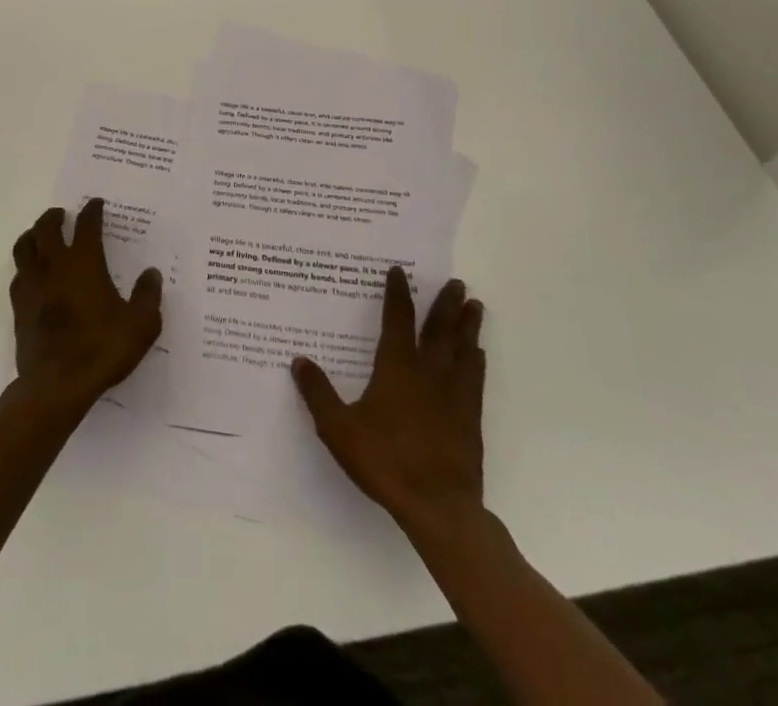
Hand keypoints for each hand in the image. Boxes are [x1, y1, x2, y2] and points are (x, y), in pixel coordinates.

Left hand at [9, 198, 161, 415]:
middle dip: (55, 216)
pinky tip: (33, 274)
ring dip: (33, 235)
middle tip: (63, 214)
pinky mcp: (19, 306)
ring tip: (40, 235)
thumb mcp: (140, 325)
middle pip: (46, 227)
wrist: (57, 385)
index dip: (92, 211)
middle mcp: (54, 265)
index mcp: (84, 262)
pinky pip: (18, 274)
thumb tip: (151, 273)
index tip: (96, 204)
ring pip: (24, 246)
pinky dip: (25, 266)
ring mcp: (32, 284)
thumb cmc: (102, 349)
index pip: (87, 225)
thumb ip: (147, 296)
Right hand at [292, 271, 485, 530]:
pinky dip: (476, 361)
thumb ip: (318, 393)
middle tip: (457, 282)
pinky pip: (475, 379)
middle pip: (438, 330)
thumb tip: (298, 360)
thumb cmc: (385, 461)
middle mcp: (428, 372)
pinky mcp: (469, 418)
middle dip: (445, 304)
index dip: (398, 295)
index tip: (400, 272)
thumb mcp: (338, 428)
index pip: (397, 320)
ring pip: (462, 350)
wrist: (438, 506)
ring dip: (467, 326)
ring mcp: (453, 395)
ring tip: (475, 305)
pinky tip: (479, 354)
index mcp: (396, 368)